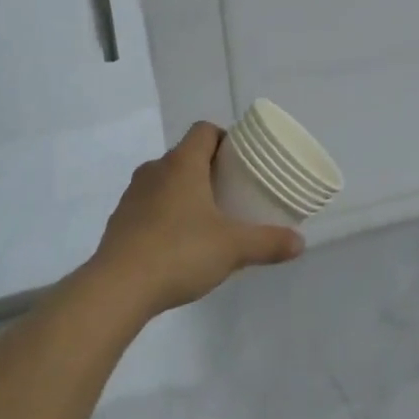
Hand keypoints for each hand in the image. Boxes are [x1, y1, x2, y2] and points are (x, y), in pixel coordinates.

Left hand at [89, 122, 304, 317]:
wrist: (119, 287)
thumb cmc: (180, 252)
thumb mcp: (233, 248)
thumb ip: (268, 242)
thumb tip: (300, 243)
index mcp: (181, 164)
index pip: (204, 131)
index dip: (224, 138)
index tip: (241, 160)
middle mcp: (154, 170)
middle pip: (185, 155)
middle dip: (209, 169)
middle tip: (232, 192)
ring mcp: (132, 195)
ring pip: (165, 181)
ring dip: (185, 191)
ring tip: (207, 218)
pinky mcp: (120, 220)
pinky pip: (149, 205)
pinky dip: (165, 214)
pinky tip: (179, 242)